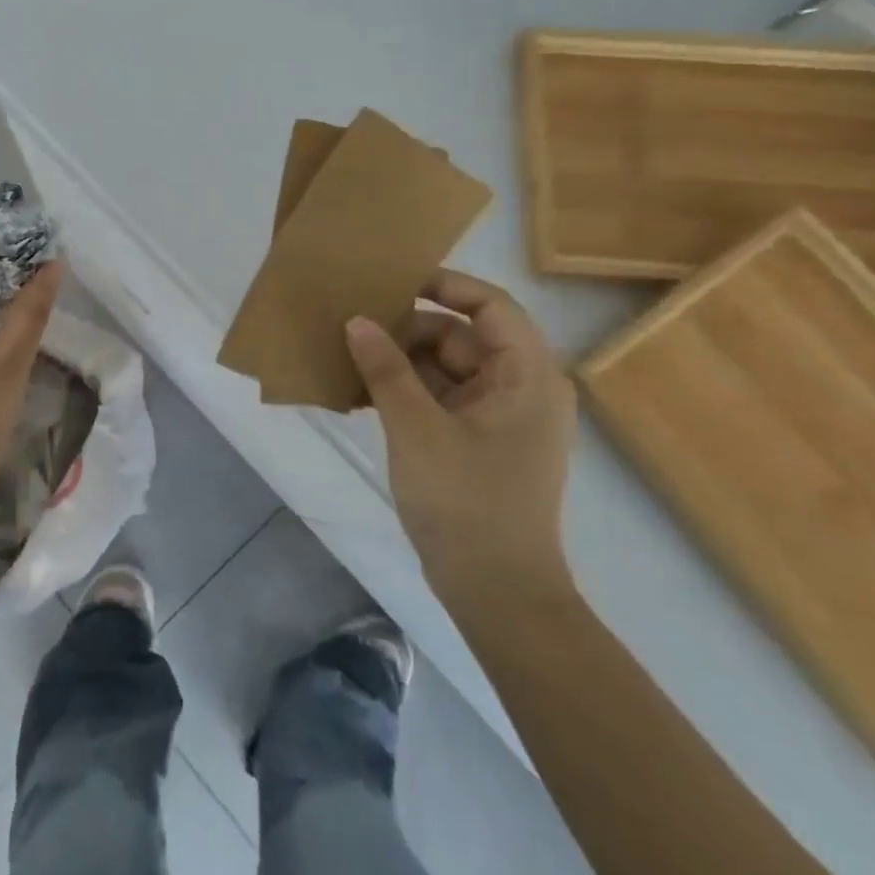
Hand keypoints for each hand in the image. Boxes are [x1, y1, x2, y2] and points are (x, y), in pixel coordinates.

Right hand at [344, 269, 575, 597]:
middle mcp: (520, 388)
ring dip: (400, 363)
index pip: (490, 305)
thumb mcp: (416, 428)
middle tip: (354, 327)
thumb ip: (385, 369)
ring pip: (445, 368)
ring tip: (348, 358)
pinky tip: (361, 394)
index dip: (444, 285)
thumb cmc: (466, 501)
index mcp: (526, 375)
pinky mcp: (479, 441)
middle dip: (408, 330)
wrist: (496, 591)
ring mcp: (500, 417)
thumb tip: (357, 320)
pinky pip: (440, 399)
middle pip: (461, 336)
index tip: (392, 282)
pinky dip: (406, 392)